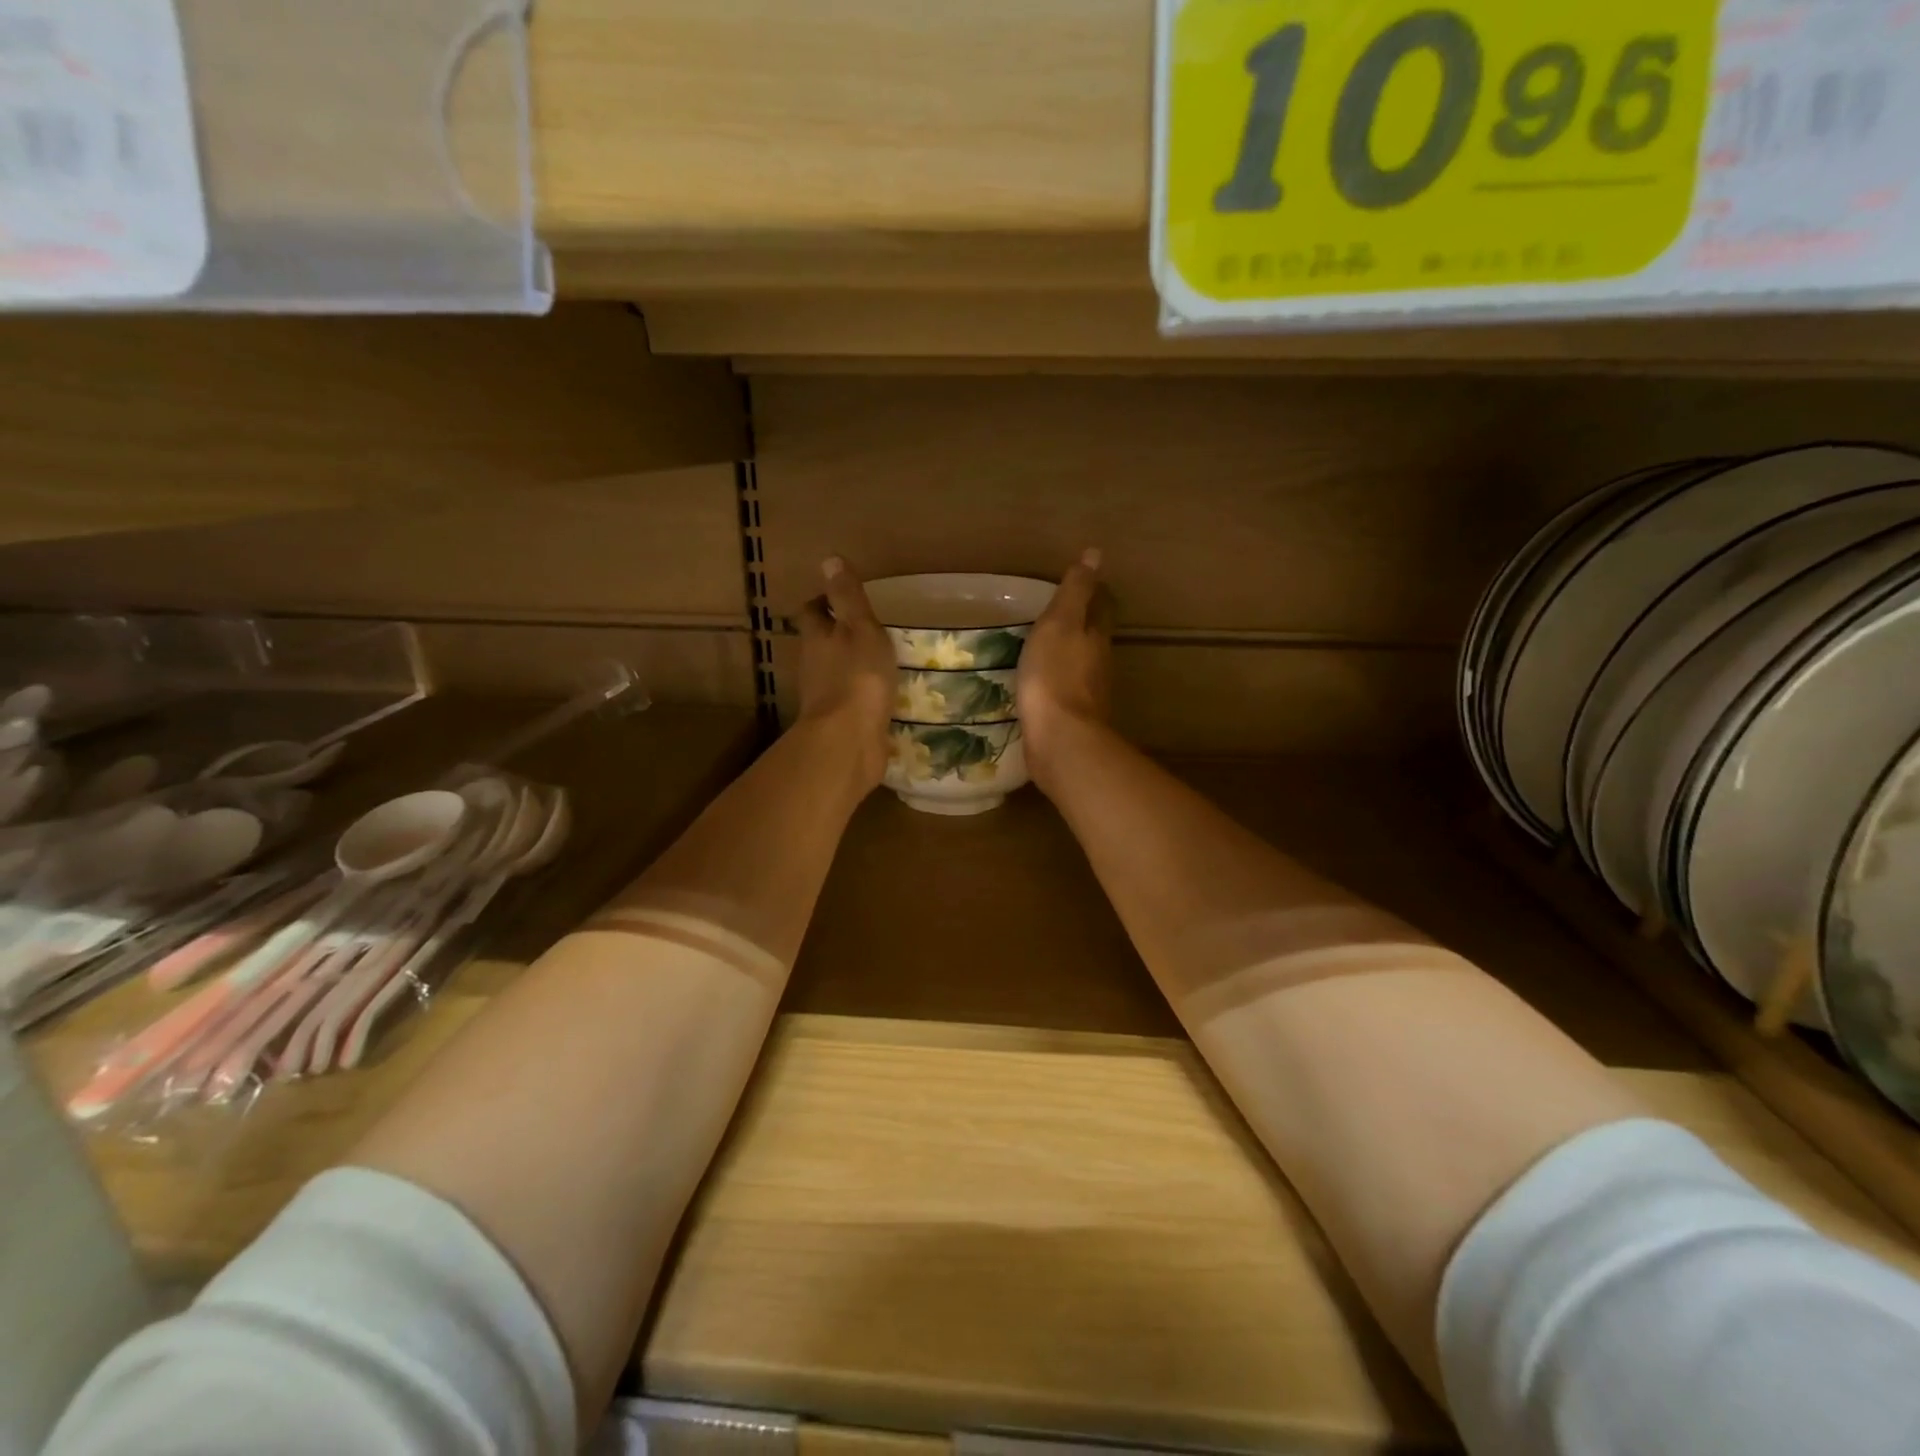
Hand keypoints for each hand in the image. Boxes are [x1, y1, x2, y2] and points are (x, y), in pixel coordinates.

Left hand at [797, 557, 895, 788]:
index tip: (841, 597)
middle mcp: (813, 665)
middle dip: (836, 634)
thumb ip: (848, 597)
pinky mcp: (839, 723)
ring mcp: (824, 696)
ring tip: (879, 660)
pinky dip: (860, 695)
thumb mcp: (860, 628)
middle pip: (819, 642)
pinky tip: (882, 696)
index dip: (824, 601)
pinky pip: (849, 702)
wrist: (848, 740)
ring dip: (849, 665)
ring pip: (833, 672)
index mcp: (817, 638)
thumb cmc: (857, 677)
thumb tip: (828, 559)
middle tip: (865, 628)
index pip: (812, 611)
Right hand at [1018, 549, 1112, 793]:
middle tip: (1059, 612)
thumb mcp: (1060, 624)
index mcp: (1096, 636)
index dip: (1094, 591)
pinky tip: (1039, 683)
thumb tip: (1096, 554)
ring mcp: (1087, 694)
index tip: (1082, 581)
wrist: (1060, 740)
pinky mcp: (1071, 719)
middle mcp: (1099, 663)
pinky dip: (1056, 681)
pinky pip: (1064, 691)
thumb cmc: (1055, 675)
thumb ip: (1075, 592)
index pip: (1101, 606)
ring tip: (1044, 645)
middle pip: (1094, 635)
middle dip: (1082, 622)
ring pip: (1081, 664)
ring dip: (1068, 653)